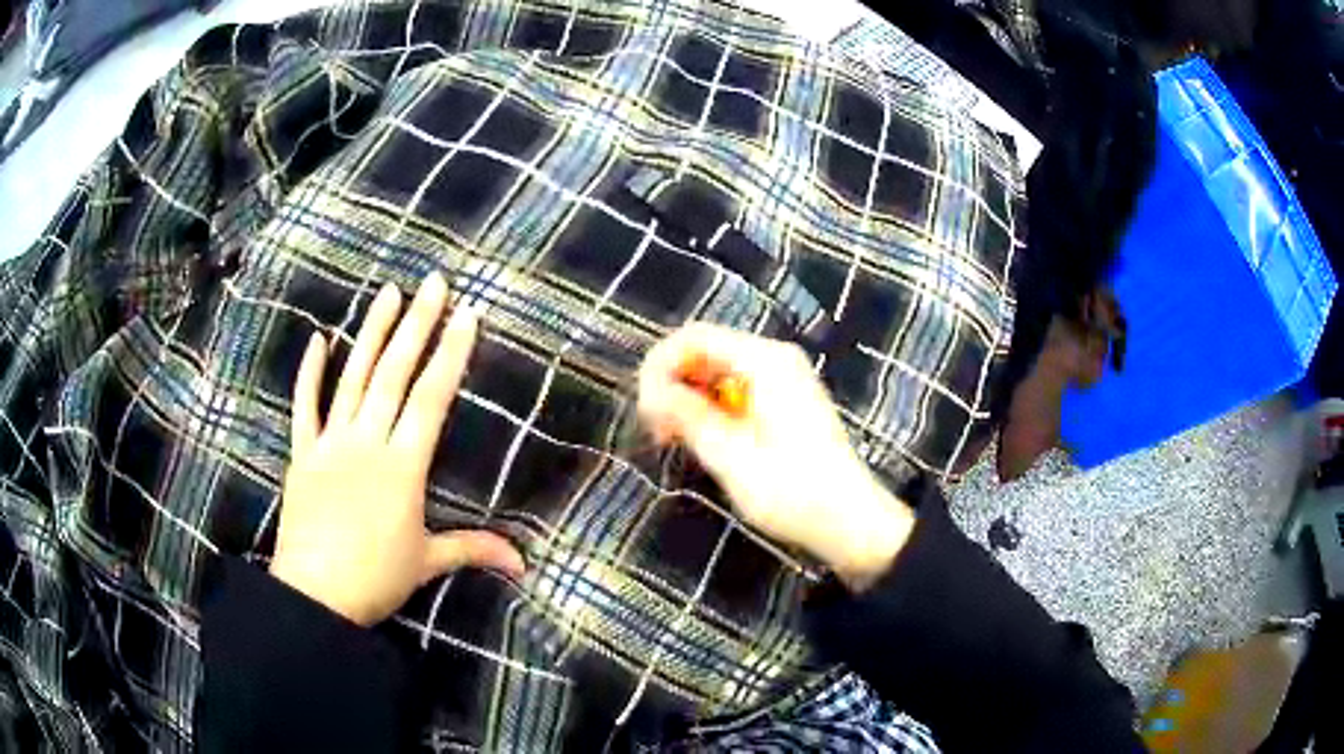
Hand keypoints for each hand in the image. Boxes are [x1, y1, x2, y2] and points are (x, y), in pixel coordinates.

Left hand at [272, 273, 524, 625]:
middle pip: (395, 374)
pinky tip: (318, 338)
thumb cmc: (375, 579)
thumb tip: (524, 563)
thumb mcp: (428, 562)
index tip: (466, 315)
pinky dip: (310, 372)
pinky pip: (304, 405)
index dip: (450, 354)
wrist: (314, 596)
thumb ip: (473, 549)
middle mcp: (368, 442)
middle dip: (418, 325)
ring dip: (373, 332)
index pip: (431, 398)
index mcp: (403, 466)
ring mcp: (331, 443)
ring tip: (389, 292)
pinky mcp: (303, 453)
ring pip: (353, 377)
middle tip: (434, 282)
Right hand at [637, 323, 913, 590]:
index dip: (659, 367)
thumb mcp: (730, 455)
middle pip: (705, 350)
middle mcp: (775, 359)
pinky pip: (737, 390)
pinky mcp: (787, 402)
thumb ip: (686, 415)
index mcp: (765, 361)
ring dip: (690, 399)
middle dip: (672, 383)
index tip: (645, 411)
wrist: (850, 521)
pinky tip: (705, 441)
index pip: (694, 337)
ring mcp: (784, 379)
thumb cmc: (792, 490)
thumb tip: (652, 391)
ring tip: (676, 441)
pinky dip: (712, 409)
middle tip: (657, 431)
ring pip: (718, 371)